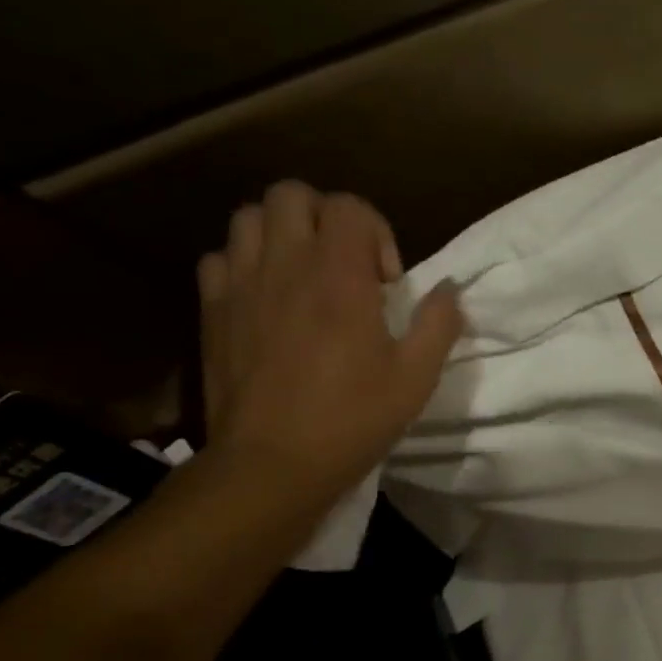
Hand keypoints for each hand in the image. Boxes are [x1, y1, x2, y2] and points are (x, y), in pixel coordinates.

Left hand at [196, 181, 462, 497]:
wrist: (271, 465)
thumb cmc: (352, 419)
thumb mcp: (416, 377)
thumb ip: (439, 323)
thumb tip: (449, 288)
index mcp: (339, 276)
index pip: (349, 206)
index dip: (376, 231)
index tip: (385, 282)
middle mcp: (286, 265)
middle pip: (292, 195)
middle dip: (324, 217)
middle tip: (344, 264)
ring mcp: (241, 285)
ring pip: (248, 217)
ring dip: (282, 233)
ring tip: (303, 274)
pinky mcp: (212, 311)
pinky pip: (219, 259)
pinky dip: (244, 264)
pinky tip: (265, 299)